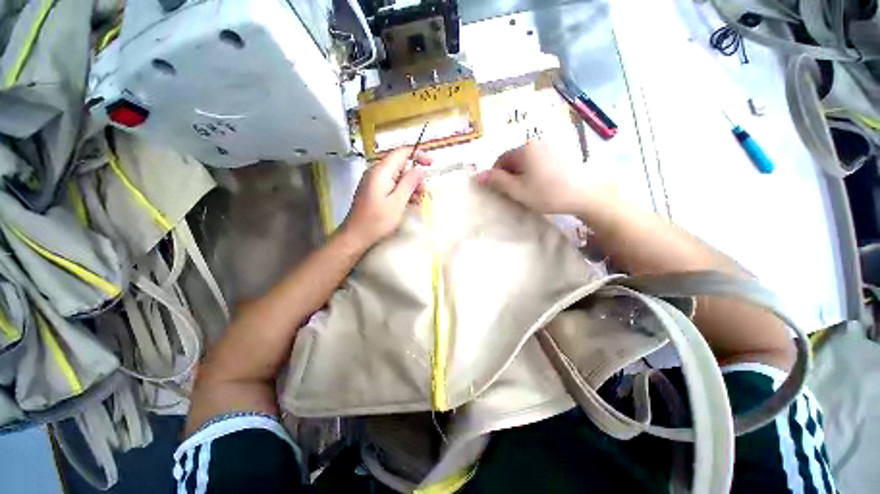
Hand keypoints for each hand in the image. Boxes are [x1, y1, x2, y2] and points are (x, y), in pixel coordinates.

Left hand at [342, 147, 431, 246]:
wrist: (356, 236)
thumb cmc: (377, 220)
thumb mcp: (397, 202)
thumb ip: (409, 183)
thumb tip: (420, 169)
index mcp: (381, 171)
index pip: (401, 152)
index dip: (418, 154)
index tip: (431, 163)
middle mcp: (376, 172)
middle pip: (400, 165)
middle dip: (415, 175)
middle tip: (425, 191)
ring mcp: (374, 182)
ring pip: (397, 176)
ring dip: (410, 185)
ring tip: (419, 199)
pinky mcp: (374, 191)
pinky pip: (392, 185)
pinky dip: (402, 191)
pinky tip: (410, 202)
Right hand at [477, 141, 591, 213]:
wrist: (586, 193)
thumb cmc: (548, 193)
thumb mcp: (518, 190)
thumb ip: (497, 181)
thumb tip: (476, 176)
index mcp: (524, 149)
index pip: (501, 159)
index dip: (497, 175)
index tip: (501, 190)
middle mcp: (537, 141)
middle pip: (514, 157)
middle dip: (510, 173)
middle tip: (515, 191)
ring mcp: (551, 143)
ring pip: (527, 158)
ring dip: (523, 171)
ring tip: (530, 187)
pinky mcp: (562, 149)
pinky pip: (540, 157)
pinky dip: (535, 168)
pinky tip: (543, 181)